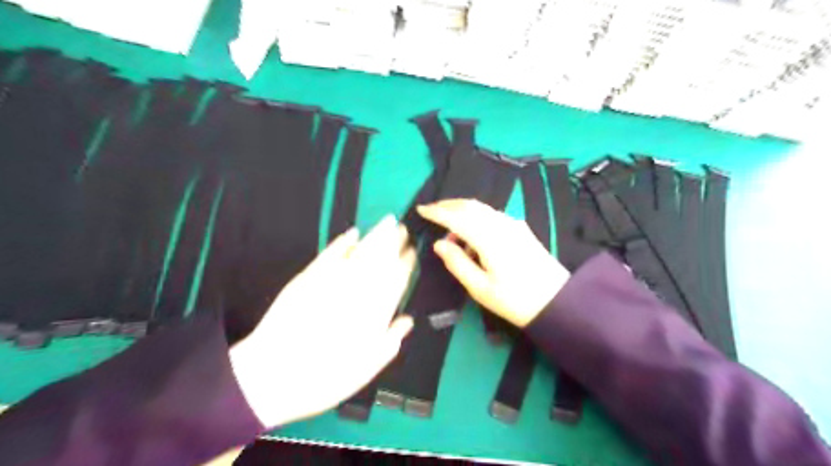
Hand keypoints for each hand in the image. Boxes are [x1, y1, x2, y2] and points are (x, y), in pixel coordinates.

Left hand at [228, 216, 415, 427]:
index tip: (413, 252)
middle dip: (395, 242)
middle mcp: (357, 291)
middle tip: (404, 229)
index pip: (397, 280)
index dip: (406, 264)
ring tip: (387, 222)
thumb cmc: (325, 377)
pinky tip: (353, 233)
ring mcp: (332, 281)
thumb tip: (408, 320)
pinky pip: (330, 254)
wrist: (273, 375)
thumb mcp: (366, 368)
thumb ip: (391, 340)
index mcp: (374, 312)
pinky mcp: (308, 277)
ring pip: (361, 252)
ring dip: (376, 236)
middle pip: (381, 260)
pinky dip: (343, 242)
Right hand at [420, 198, 568, 328]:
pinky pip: (492, 214)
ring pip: (482, 208)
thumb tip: (439, 244)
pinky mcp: (520, 229)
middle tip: (431, 210)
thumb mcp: (480, 288)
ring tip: (448, 224)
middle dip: (448, 205)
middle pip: (470, 206)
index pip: (457, 217)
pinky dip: (476, 216)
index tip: (420, 209)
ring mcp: (513, 224)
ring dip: (462, 210)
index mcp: (488, 238)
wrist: (558, 302)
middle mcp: (501, 224)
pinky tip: (471, 231)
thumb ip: (457, 263)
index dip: (437, 212)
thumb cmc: (515, 300)